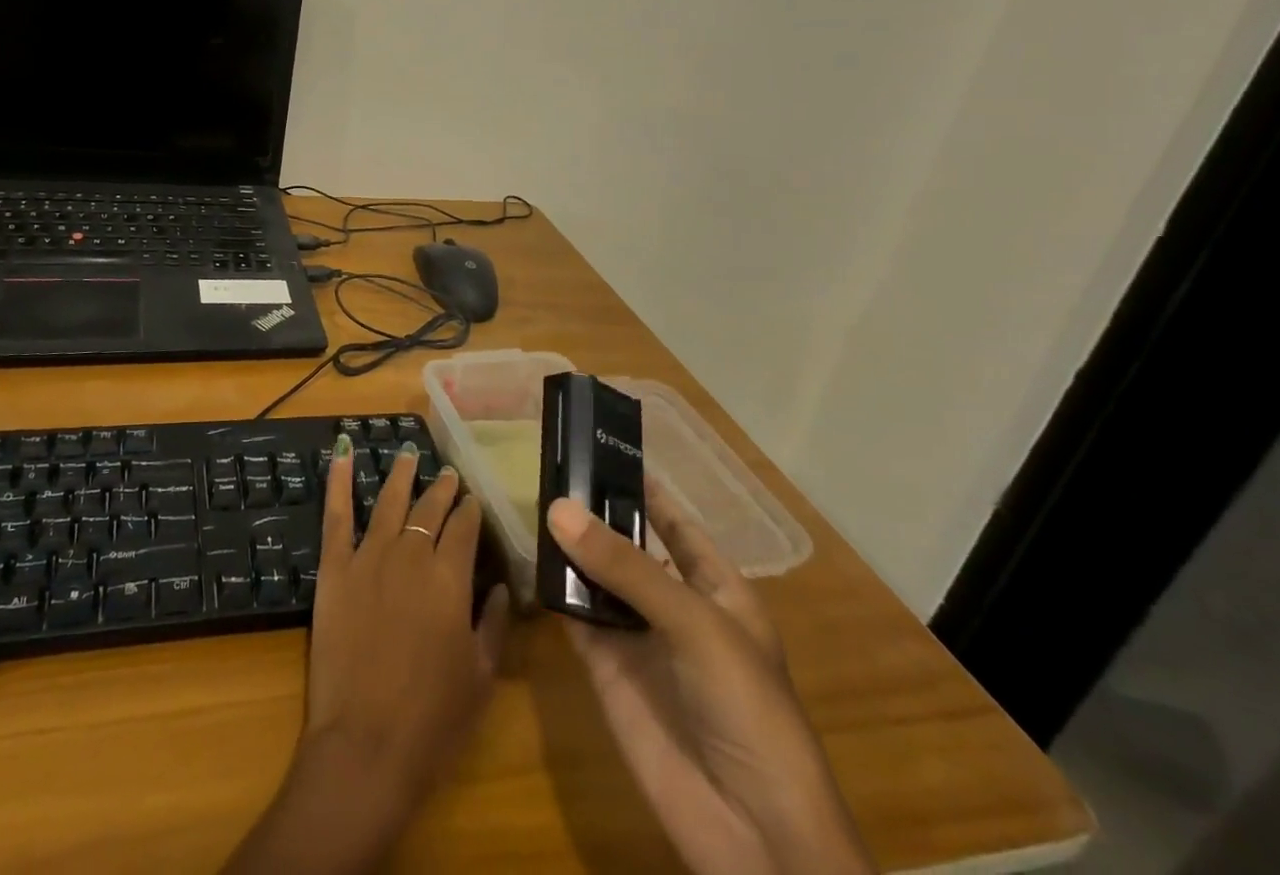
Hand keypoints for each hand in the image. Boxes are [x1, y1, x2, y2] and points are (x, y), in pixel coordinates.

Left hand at [224, 437, 510, 873]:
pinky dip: (337, 480)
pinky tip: (341, 452)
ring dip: (401, 475)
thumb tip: (503, 585)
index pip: (464, 529)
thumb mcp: (480, 676)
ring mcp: (368, 557)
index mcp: (450, 579)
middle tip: (448, 473)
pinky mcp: (334, 567)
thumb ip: (495, 624)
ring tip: (409, 453)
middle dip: (441, 489)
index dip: (470, 511)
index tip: (473, 500)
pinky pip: (336, 515)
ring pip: (388, 501)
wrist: (365, 745)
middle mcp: (410, 555)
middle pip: (429, 510)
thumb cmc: (432, 720)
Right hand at [547, 483, 874, 874]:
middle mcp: (674, 605)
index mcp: (716, 588)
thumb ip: (626, 567)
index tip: (598, 446)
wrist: (752, 832)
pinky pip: (574, 616)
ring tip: (529, 499)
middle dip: (593, 511)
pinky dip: (552, 589)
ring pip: (595, 577)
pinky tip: (527, 557)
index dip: (642, 487)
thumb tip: (557, 508)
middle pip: (627, 545)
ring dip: (568, 545)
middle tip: (547, 467)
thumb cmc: (747, 708)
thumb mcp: (696, 624)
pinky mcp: (605, 669)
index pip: (674, 523)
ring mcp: (638, 638)